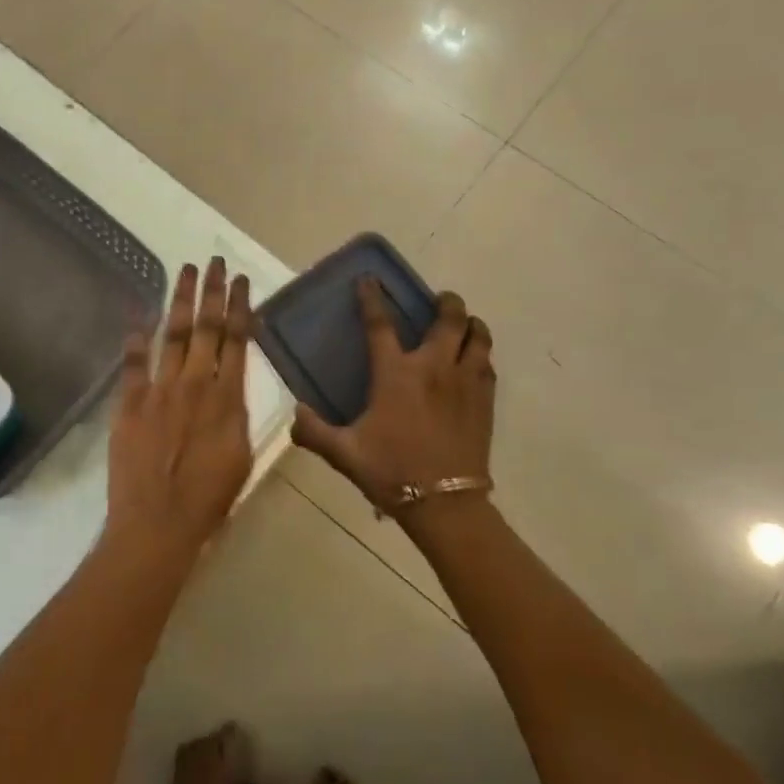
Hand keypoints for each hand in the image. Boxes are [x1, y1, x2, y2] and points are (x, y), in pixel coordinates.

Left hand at [106, 259, 254, 558]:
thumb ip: (237, 416)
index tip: (241, 280)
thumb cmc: (209, 499)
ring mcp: (160, 390)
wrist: (159, 524)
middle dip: (212, 291)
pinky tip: (138, 313)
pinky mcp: (129, 403)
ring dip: (180, 300)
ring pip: (172, 334)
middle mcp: (196, 384)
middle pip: (206, 327)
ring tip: (186, 270)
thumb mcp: (242, 456)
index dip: (239, 306)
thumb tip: (233, 388)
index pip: (237, 340)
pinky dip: (135, 336)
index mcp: (228, 398)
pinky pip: (133, 362)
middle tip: (215, 261)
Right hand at [292, 278, 495, 527]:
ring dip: (471, 324)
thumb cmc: (391, 472)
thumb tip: (295, 414)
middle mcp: (433, 368)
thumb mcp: (343, 453)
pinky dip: (481, 354)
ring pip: (477, 337)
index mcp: (396, 374)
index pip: (381, 324)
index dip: (372, 298)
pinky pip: (488, 365)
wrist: (444, 503)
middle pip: (449, 319)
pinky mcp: (484, 401)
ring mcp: (464, 382)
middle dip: (446, 302)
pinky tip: (474, 361)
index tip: (370, 280)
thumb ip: (314, 431)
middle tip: (440, 300)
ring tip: (465, 324)